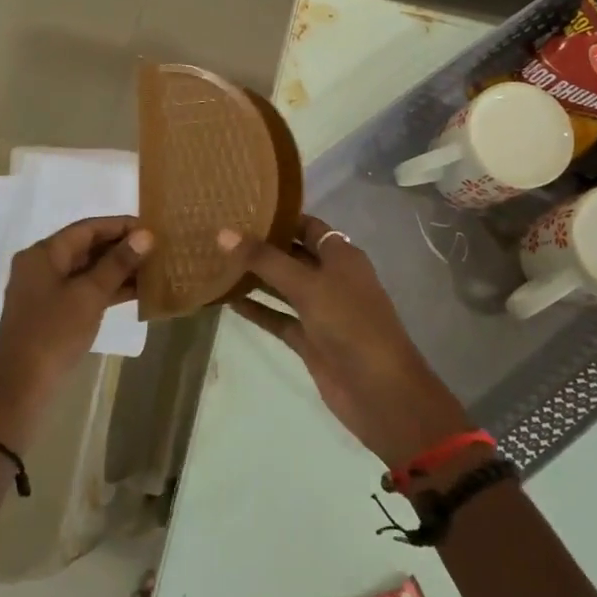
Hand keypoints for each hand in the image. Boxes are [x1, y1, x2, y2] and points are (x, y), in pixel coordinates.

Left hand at [0, 217, 152, 449]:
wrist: (21, 387)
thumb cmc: (54, 333)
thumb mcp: (89, 295)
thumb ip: (117, 263)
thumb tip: (145, 235)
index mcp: (44, 254)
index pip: (87, 228)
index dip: (120, 225)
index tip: (151, 228)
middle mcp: (42, 266)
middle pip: (86, 247)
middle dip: (121, 248)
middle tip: (157, 249)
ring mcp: (46, 291)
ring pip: (87, 270)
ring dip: (118, 270)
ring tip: (154, 269)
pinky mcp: (53, 313)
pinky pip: (85, 291)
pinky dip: (108, 289)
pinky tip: (137, 292)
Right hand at [219, 215, 472, 468]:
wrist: (379, 390)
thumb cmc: (350, 323)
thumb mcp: (307, 285)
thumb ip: (265, 260)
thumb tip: (224, 233)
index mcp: (341, 256)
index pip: (308, 225)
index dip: (280, 216)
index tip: (242, 207)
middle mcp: (331, 278)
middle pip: (292, 254)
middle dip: (261, 246)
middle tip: (220, 233)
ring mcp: (320, 310)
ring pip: (283, 287)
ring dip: (255, 278)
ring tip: (216, 262)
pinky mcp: (310, 340)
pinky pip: (279, 318)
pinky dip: (257, 310)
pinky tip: (227, 300)